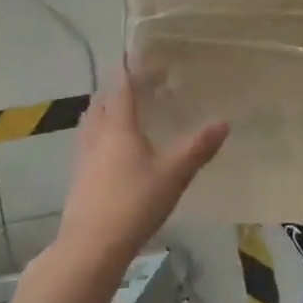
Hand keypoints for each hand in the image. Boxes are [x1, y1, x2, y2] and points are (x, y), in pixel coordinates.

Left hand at [56, 68, 228, 267]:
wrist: (91, 246)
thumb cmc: (134, 203)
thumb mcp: (174, 175)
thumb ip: (198, 148)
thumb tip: (224, 122)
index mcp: (118, 127)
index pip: (122, 88)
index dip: (132, 70)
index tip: (142, 56)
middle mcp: (97, 136)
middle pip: (102, 101)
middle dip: (118, 87)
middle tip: (139, 83)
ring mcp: (83, 157)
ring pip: (91, 121)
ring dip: (105, 109)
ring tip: (123, 109)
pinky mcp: (79, 178)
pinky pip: (88, 142)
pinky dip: (100, 132)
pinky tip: (111, 148)